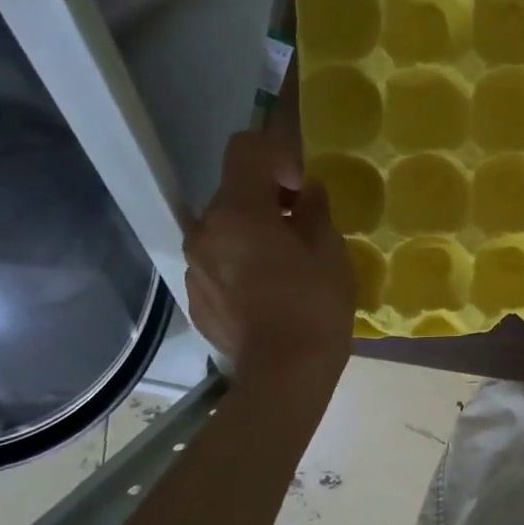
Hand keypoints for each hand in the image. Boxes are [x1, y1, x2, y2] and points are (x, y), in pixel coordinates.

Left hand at [185, 129, 355, 382]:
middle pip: (233, 192)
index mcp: (238, 212)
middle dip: (267, 198)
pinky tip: (269, 292)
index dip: (276, 155)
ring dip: (253, 231)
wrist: (283, 375)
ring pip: (225, 229)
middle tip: (303, 226)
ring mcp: (194, 266)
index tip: (300, 187)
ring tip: (287, 263)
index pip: (244, 149)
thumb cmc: (314, 305)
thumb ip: (314, 210)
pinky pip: (218, 262)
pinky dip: (242, 262)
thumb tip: (306, 192)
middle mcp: (205, 231)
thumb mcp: (329, 250)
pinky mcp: (195, 296)